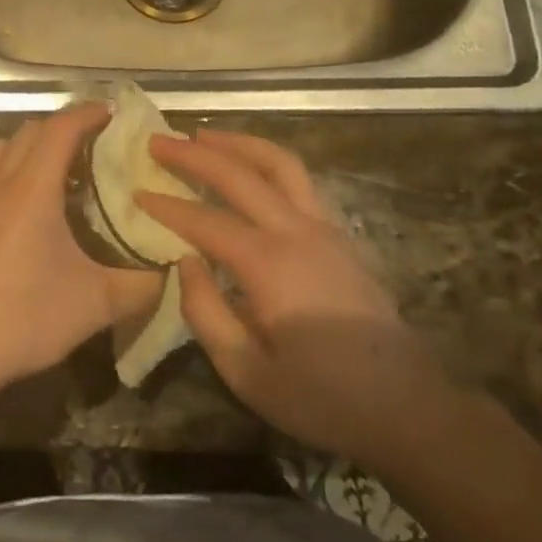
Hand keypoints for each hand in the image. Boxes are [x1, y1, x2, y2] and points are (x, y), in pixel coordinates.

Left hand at [0, 103, 163, 419]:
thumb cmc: (24, 320)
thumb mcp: (95, 304)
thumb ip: (142, 284)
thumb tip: (172, 268)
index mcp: (32, 190)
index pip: (59, 129)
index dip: (87, 113)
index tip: (114, 113)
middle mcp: (0, 185)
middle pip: (30, 131)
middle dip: (64, 126)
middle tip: (97, 143)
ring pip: (4, 149)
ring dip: (34, 145)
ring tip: (64, 169)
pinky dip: (15, 170)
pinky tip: (33, 209)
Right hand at [136, 130, 441, 459]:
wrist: (406, 407)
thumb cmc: (321, 397)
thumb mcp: (247, 373)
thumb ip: (206, 313)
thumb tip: (184, 262)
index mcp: (268, 265)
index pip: (205, 221)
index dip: (167, 205)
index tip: (136, 190)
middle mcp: (296, 231)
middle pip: (239, 175)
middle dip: (194, 154)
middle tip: (158, 141)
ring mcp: (324, 227)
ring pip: (278, 163)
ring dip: (237, 143)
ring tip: (204, 134)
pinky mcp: (340, 235)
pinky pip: (298, 179)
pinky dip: (266, 160)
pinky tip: (250, 168)